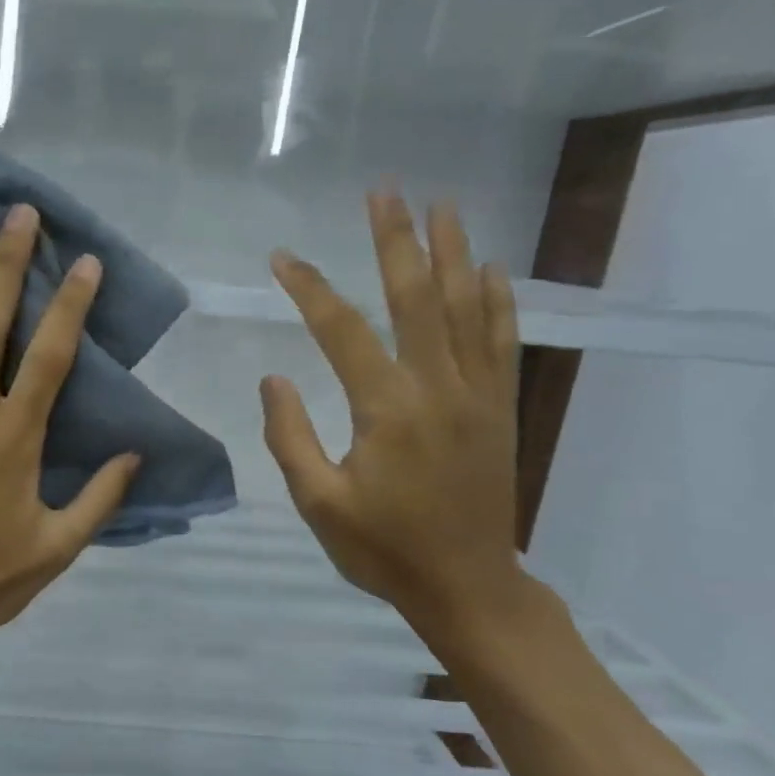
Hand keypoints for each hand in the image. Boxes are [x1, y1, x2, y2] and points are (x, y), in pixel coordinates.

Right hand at [260, 191, 524, 638]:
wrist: (467, 585)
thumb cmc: (383, 548)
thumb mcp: (318, 502)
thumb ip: (289, 437)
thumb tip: (273, 378)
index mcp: (386, 409)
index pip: (341, 330)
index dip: (309, 289)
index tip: (283, 258)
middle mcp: (437, 387)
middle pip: (415, 298)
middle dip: (397, 240)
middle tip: (386, 190)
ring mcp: (478, 394)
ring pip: (464, 308)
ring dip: (451, 252)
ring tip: (442, 205)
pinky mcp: (500, 408)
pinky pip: (501, 341)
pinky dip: (496, 301)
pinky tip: (490, 269)